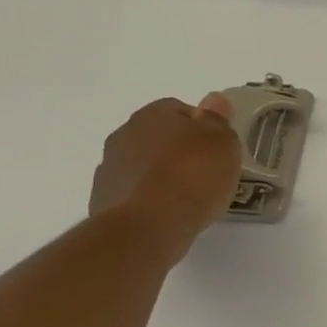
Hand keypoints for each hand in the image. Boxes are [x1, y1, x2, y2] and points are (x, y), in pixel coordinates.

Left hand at [89, 94, 242, 255]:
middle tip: (206, 173)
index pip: (181, 109)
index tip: (219, 149)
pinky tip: (168, 214)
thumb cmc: (192, 176)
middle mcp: (125, 134)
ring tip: (188, 198)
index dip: (203, 127)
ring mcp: (110, 168)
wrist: (147, 226)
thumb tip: (213, 100)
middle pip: (159, 136)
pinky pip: (134, 192)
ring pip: (144, 165)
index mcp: (154, 114)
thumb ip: (218, 119)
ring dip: (162, 175)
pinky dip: (149, 199)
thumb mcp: (222, 142)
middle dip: (180, 150)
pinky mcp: (104, 200)